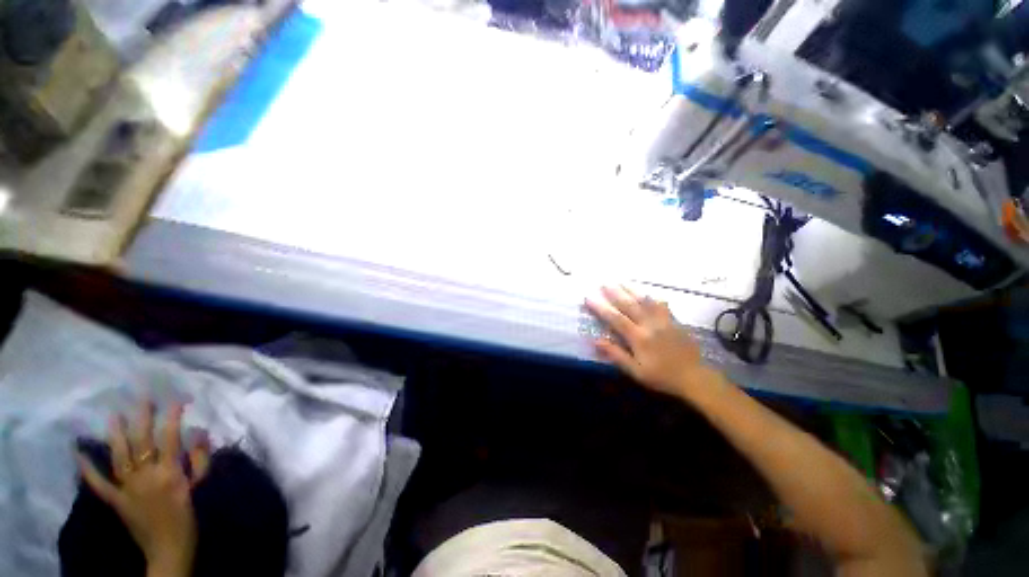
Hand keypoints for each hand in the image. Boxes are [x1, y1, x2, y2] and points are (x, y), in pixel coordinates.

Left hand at [77, 401, 210, 576]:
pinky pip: (99, 483)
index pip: (170, 438)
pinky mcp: (116, 500)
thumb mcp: (201, 488)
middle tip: (142, 397)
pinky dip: (87, 469)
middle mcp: (146, 475)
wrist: (168, 550)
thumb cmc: (191, 516)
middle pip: (142, 441)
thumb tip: (198, 433)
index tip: (175, 399)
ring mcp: (127, 488)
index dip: (172, 417)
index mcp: (170, 473)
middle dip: (142, 417)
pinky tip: (77, 453)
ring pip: (118, 456)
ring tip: (112, 414)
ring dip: (115, 434)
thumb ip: (200, 460)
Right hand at [585, 285, 721, 399]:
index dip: (601, 307)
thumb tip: (596, 341)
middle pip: (629, 305)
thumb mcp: (636, 371)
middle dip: (615, 293)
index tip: (589, 298)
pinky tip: (647, 293)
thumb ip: (616, 355)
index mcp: (638, 337)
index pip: (615, 318)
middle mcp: (650, 324)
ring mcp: (663, 321)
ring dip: (632, 290)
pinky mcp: (674, 321)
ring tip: (621, 281)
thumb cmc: (661, 376)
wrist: (694, 377)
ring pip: (645, 301)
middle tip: (603, 283)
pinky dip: (652, 298)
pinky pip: (662, 305)